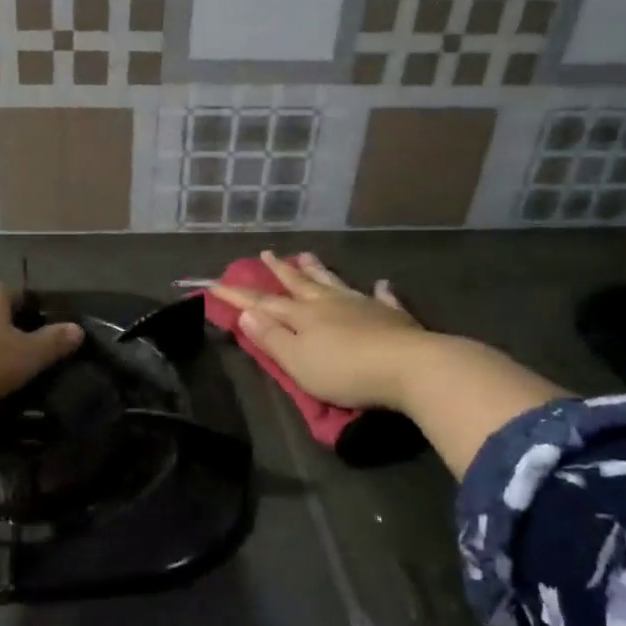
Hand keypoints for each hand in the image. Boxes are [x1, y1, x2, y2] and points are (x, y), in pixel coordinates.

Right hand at [207, 251, 433, 412]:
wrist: (410, 367)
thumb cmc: (345, 371)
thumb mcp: (298, 361)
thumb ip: (271, 337)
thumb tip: (247, 312)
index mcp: (303, 316)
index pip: (264, 303)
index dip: (239, 296)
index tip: (216, 283)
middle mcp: (330, 303)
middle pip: (300, 284)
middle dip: (280, 271)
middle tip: (267, 254)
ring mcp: (363, 306)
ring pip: (334, 283)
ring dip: (318, 271)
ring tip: (306, 255)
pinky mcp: (393, 317)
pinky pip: (383, 299)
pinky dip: (379, 291)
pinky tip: (381, 284)